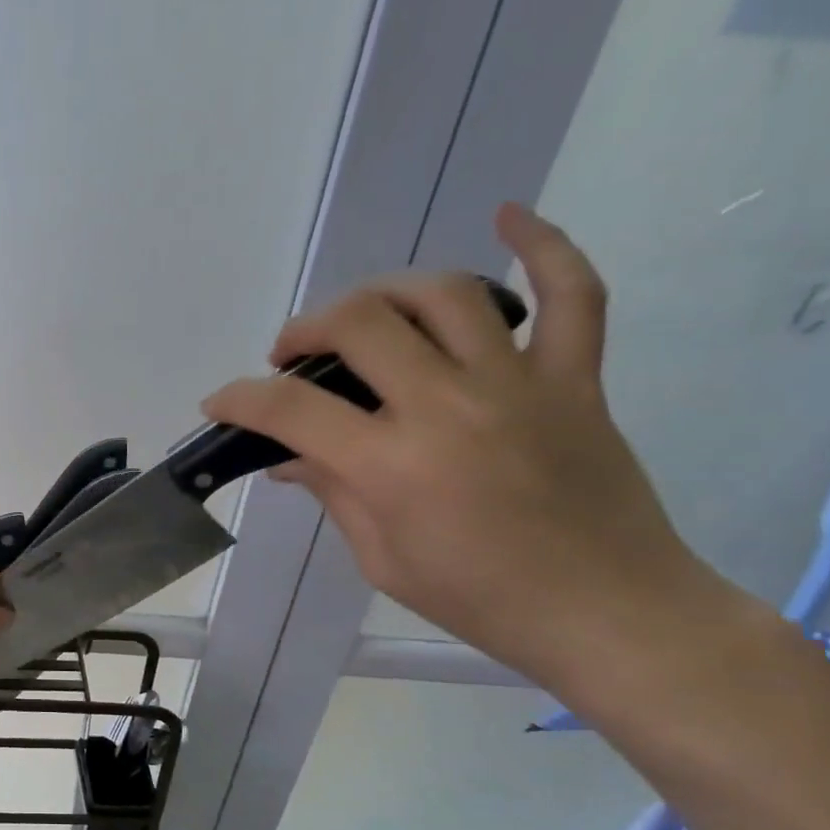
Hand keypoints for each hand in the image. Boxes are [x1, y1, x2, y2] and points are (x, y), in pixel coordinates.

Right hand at [203, 202, 723, 687]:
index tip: (221, 401)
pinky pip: (572, 295)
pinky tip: (510, 216)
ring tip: (361, 314)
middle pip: (359, 325)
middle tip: (291, 356)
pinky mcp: (575, 380)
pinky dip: (545, 247)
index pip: (292, 409)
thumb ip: (333, 494)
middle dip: (305, 331)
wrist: (608, 613)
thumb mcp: (382, 559)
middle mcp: (449, 407)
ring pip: (444, 295)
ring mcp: (519, 384)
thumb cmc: (481, 600)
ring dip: (384, 291)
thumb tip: (288, 458)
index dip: (241, 399)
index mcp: (393, 466)